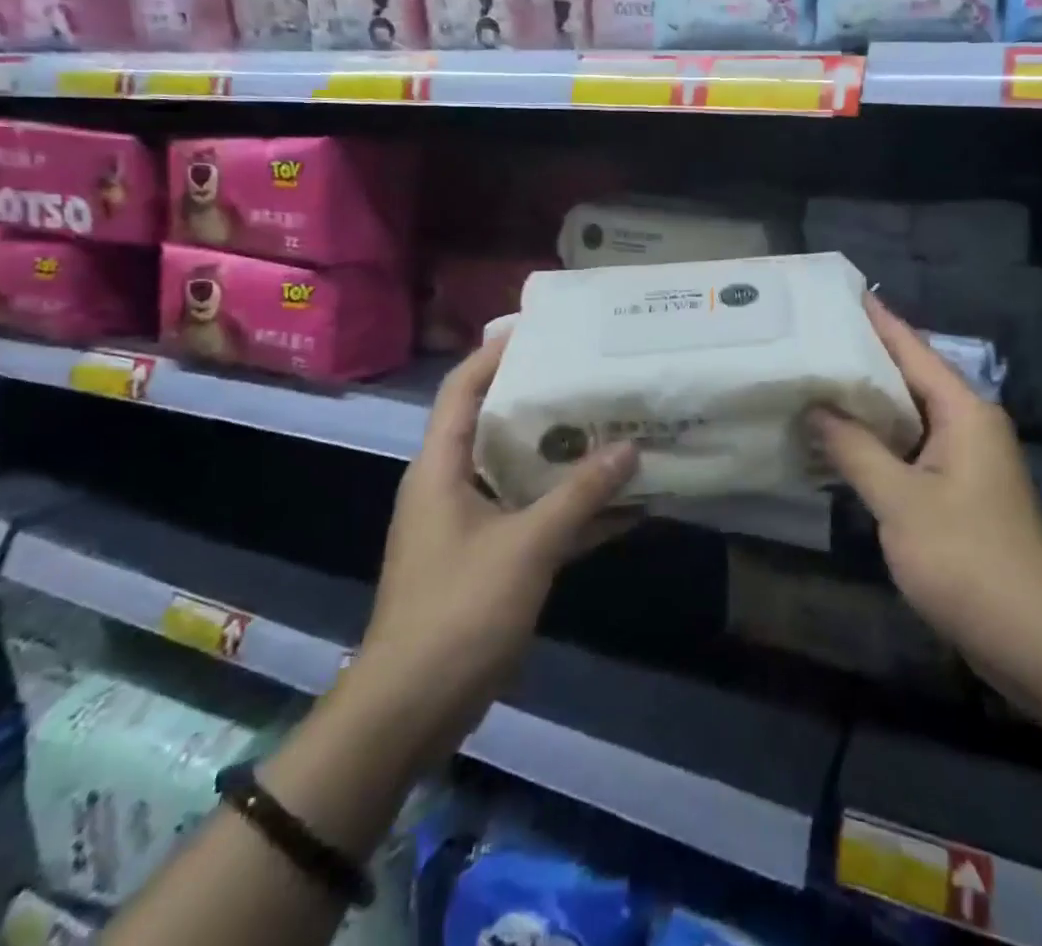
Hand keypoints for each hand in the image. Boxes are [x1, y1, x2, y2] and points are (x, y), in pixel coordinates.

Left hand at [352, 335, 638, 744]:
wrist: (410, 713)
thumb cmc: (457, 611)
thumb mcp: (526, 546)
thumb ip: (579, 496)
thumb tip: (630, 448)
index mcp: (441, 467)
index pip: (463, 388)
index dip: (497, 352)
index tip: (543, 329)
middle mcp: (452, 485)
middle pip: (497, 424)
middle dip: (545, 401)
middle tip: (594, 375)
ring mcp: (470, 525)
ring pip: (522, 473)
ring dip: (565, 458)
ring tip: (616, 427)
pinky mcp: (489, 560)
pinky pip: (534, 517)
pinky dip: (570, 510)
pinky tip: (620, 505)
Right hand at [808, 297, 1041, 680]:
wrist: (1035, 640)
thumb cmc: (969, 560)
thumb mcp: (901, 501)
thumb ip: (855, 449)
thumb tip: (815, 407)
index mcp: (963, 411)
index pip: (912, 348)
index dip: (876, 319)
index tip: (838, 292)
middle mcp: (967, 424)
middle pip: (908, 376)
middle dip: (861, 358)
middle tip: (809, 337)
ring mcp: (963, 460)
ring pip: (906, 415)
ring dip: (864, 403)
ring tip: (812, 381)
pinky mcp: (956, 492)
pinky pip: (909, 449)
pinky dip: (874, 441)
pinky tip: (837, 441)